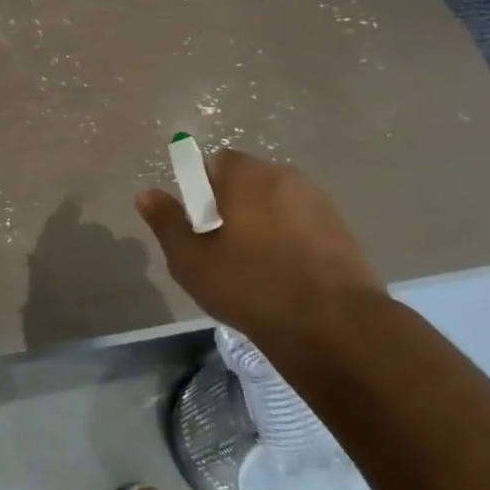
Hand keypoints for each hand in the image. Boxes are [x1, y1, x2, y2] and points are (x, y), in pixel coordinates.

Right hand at [136, 149, 384, 345]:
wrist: (336, 327)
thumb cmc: (252, 287)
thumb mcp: (192, 261)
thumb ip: (167, 223)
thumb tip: (146, 194)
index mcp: (247, 176)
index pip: (215, 162)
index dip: (201, 190)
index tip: (199, 225)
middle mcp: (285, 176)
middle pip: (247, 180)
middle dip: (232, 205)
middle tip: (222, 248)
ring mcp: (320, 202)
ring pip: (276, 203)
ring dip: (263, 222)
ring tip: (255, 265)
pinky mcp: (343, 230)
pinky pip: (303, 223)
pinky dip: (290, 239)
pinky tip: (286, 275)